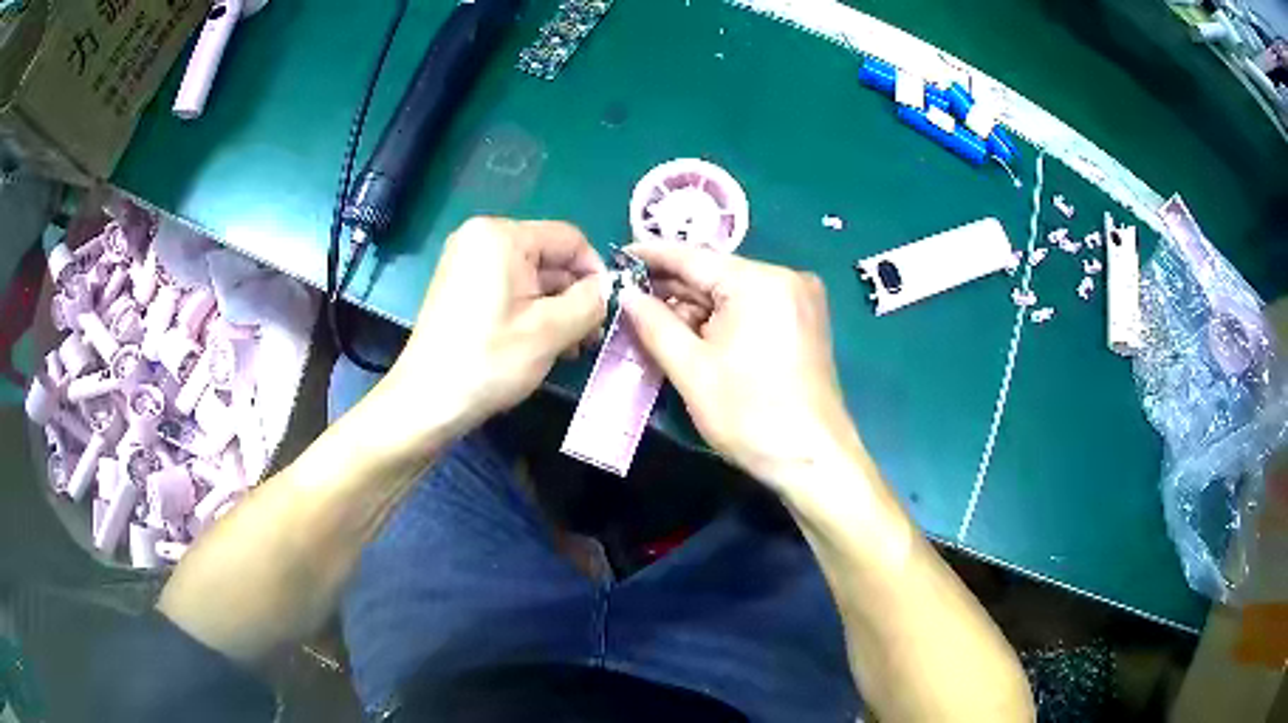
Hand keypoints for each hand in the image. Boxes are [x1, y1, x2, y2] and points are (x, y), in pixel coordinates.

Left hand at [384, 218, 606, 438]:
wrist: (427, 401)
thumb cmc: (488, 361)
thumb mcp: (551, 331)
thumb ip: (591, 302)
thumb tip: (610, 289)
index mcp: (501, 235)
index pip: (569, 239)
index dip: (595, 273)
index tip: (607, 311)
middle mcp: (481, 237)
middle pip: (548, 257)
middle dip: (574, 295)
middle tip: (590, 337)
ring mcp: (467, 261)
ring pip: (531, 276)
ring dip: (556, 308)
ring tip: (571, 347)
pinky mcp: (461, 285)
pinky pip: (508, 287)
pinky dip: (530, 310)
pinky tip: (544, 343)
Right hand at [620, 241, 861, 492]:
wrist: (814, 459)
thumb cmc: (750, 415)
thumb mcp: (692, 369)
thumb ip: (654, 324)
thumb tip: (624, 294)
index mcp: (759, 281)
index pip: (694, 257)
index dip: (652, 256)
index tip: (618, 254)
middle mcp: (785, 277)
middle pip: (715, 274)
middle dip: (672, 288)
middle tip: (628, 297)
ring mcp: (800, 299)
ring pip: (733, 292)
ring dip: (695, 307)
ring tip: (653, 320)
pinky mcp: (805, 321)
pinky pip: (753, 307)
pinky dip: (722, 319)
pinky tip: (693, 333)